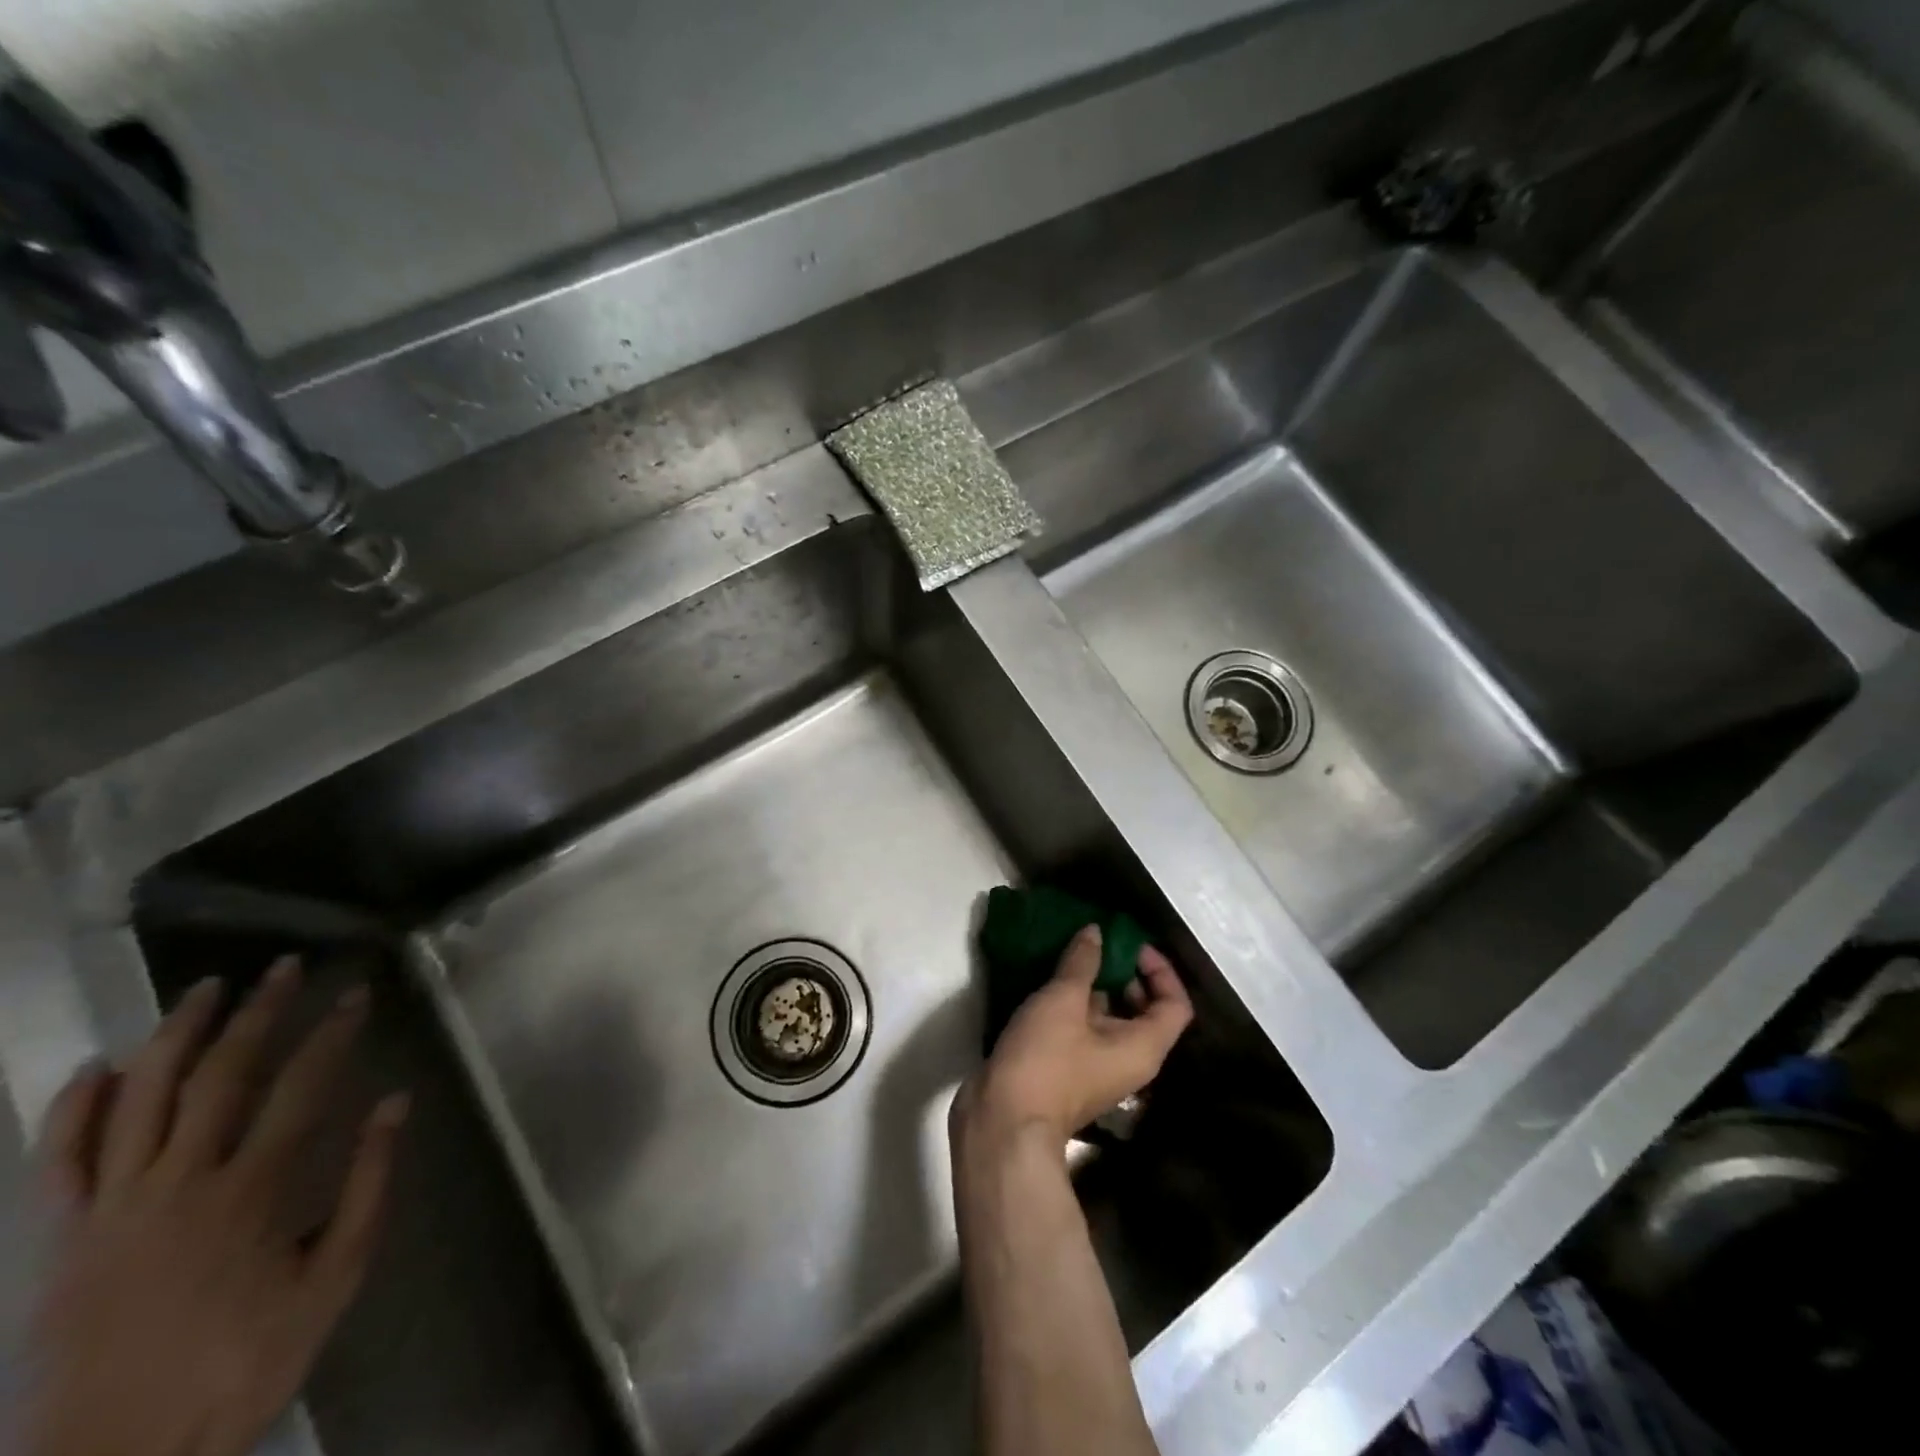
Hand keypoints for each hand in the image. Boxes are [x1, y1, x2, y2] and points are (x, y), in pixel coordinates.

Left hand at [22, 958, 407, 1455]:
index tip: (355, 995)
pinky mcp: (57, 1239)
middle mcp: (177, 1183)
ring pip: (139, 1099)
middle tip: (284, 968)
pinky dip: (74, 1107)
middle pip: (220, 1075)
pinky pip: (58, 1160)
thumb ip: (366, 1184)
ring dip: (175, 1035)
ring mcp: (107, 1208)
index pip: (302, 1086)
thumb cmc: (242, 1362)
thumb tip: (395, 1104)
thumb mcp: (333, 1279)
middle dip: (258, 1013)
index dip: (332, 1033)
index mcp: (249, 1192)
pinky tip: (98, 1066)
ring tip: (203, 989)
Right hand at [955, 925, 1193, 1148]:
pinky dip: (1075, 1004)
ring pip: (1110, 1018)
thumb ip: (1083, 963)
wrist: (1004, 1124)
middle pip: (1145, 1010)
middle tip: (1098, 946)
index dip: (1160, 970)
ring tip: (1070, 955)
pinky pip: (1085, 1029)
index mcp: (1143, 1047)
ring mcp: (1098, 1067)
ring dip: (1096, 986)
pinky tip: (1049, 983)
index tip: (1130, 945)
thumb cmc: (1045, 1060)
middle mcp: (1130, 1060)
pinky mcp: (1070, 1070)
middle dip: (1125, 973)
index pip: (1175, 1004)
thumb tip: (1096, 932)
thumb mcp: (1063, 1001)